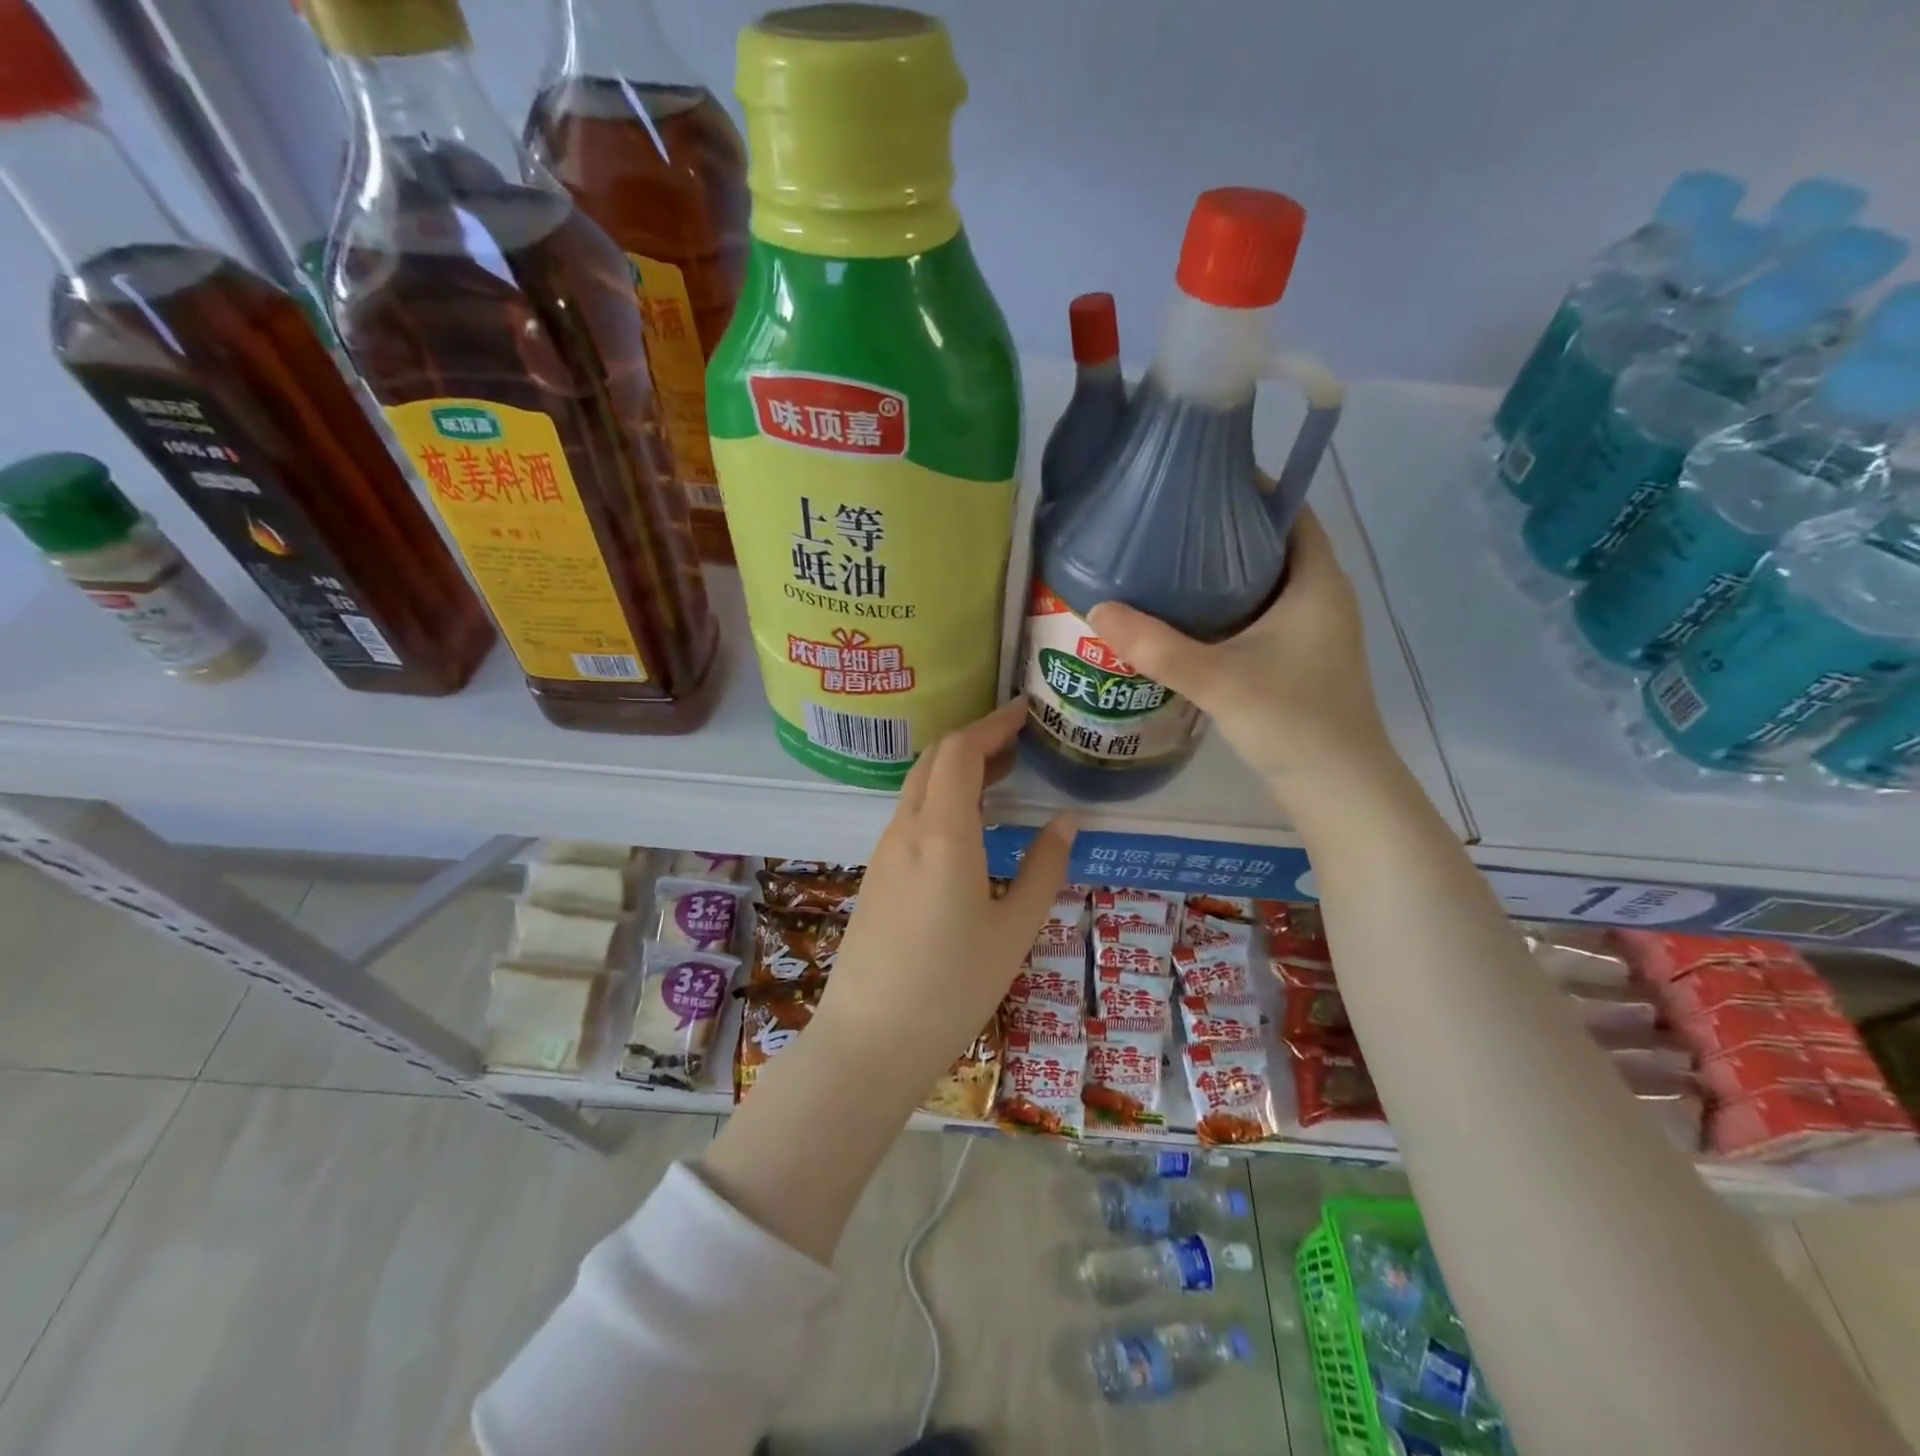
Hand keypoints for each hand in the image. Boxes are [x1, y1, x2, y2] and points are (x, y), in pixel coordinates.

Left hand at [811, 699, 1077, 1084]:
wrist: (871, 1040)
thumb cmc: (953, 987)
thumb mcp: (1015, 929)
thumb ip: (1044, 868)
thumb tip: (1066, 821)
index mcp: (942, 832)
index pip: (960, 750)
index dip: (993, 724)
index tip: (1026, 714)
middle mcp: (906, 829)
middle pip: (935, 760)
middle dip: (977, 741)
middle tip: (1021, 744)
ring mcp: (884, 851)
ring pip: (920, 787)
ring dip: (958, 770)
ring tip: (1003, 779)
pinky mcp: (877, 874)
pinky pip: (911, 816)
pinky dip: (942, 799)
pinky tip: (970, 826)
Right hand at [1087, 509, 1397, 806]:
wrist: (1337, 790)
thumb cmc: (1294, 722)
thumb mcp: (1219, 680)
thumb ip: (1157, 647)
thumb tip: (1096, 609)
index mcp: (1316, 581)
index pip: (1288, 509)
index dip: (1247, 487)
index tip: (1194, 479)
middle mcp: (1318, 597)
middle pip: (1269, 543)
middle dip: (1220, 529)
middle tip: (1162, 522)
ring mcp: (1309, 631)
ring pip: (1260, 583)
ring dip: (1218, 573)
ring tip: (1161, 563)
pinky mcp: (1294, 660)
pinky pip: (1255, 615)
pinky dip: (1222, 608)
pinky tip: (1180, 620)